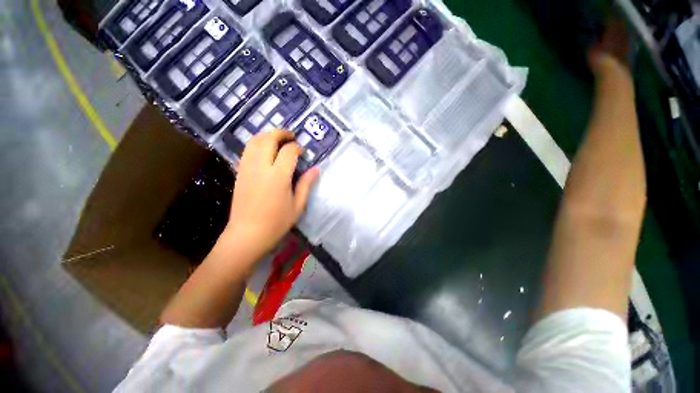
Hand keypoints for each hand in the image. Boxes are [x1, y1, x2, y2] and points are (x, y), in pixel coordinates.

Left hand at [222, 130, 318, 265]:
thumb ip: (306, 184)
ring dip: (267, 135)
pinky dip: (257, 144)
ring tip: (278, 139)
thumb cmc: (276, 223)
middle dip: (281, 133)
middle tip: (291, 136)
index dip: (297, 148)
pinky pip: (247, 150)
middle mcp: (261, 167)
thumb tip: (315, 169)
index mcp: (278, 177)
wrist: (247, 234)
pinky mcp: (239, 172)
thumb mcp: (298, 205)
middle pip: (268, 139)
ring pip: (254, 141)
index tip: (302, 151)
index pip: (288, 151)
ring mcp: (247, 168)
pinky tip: (265, 150)